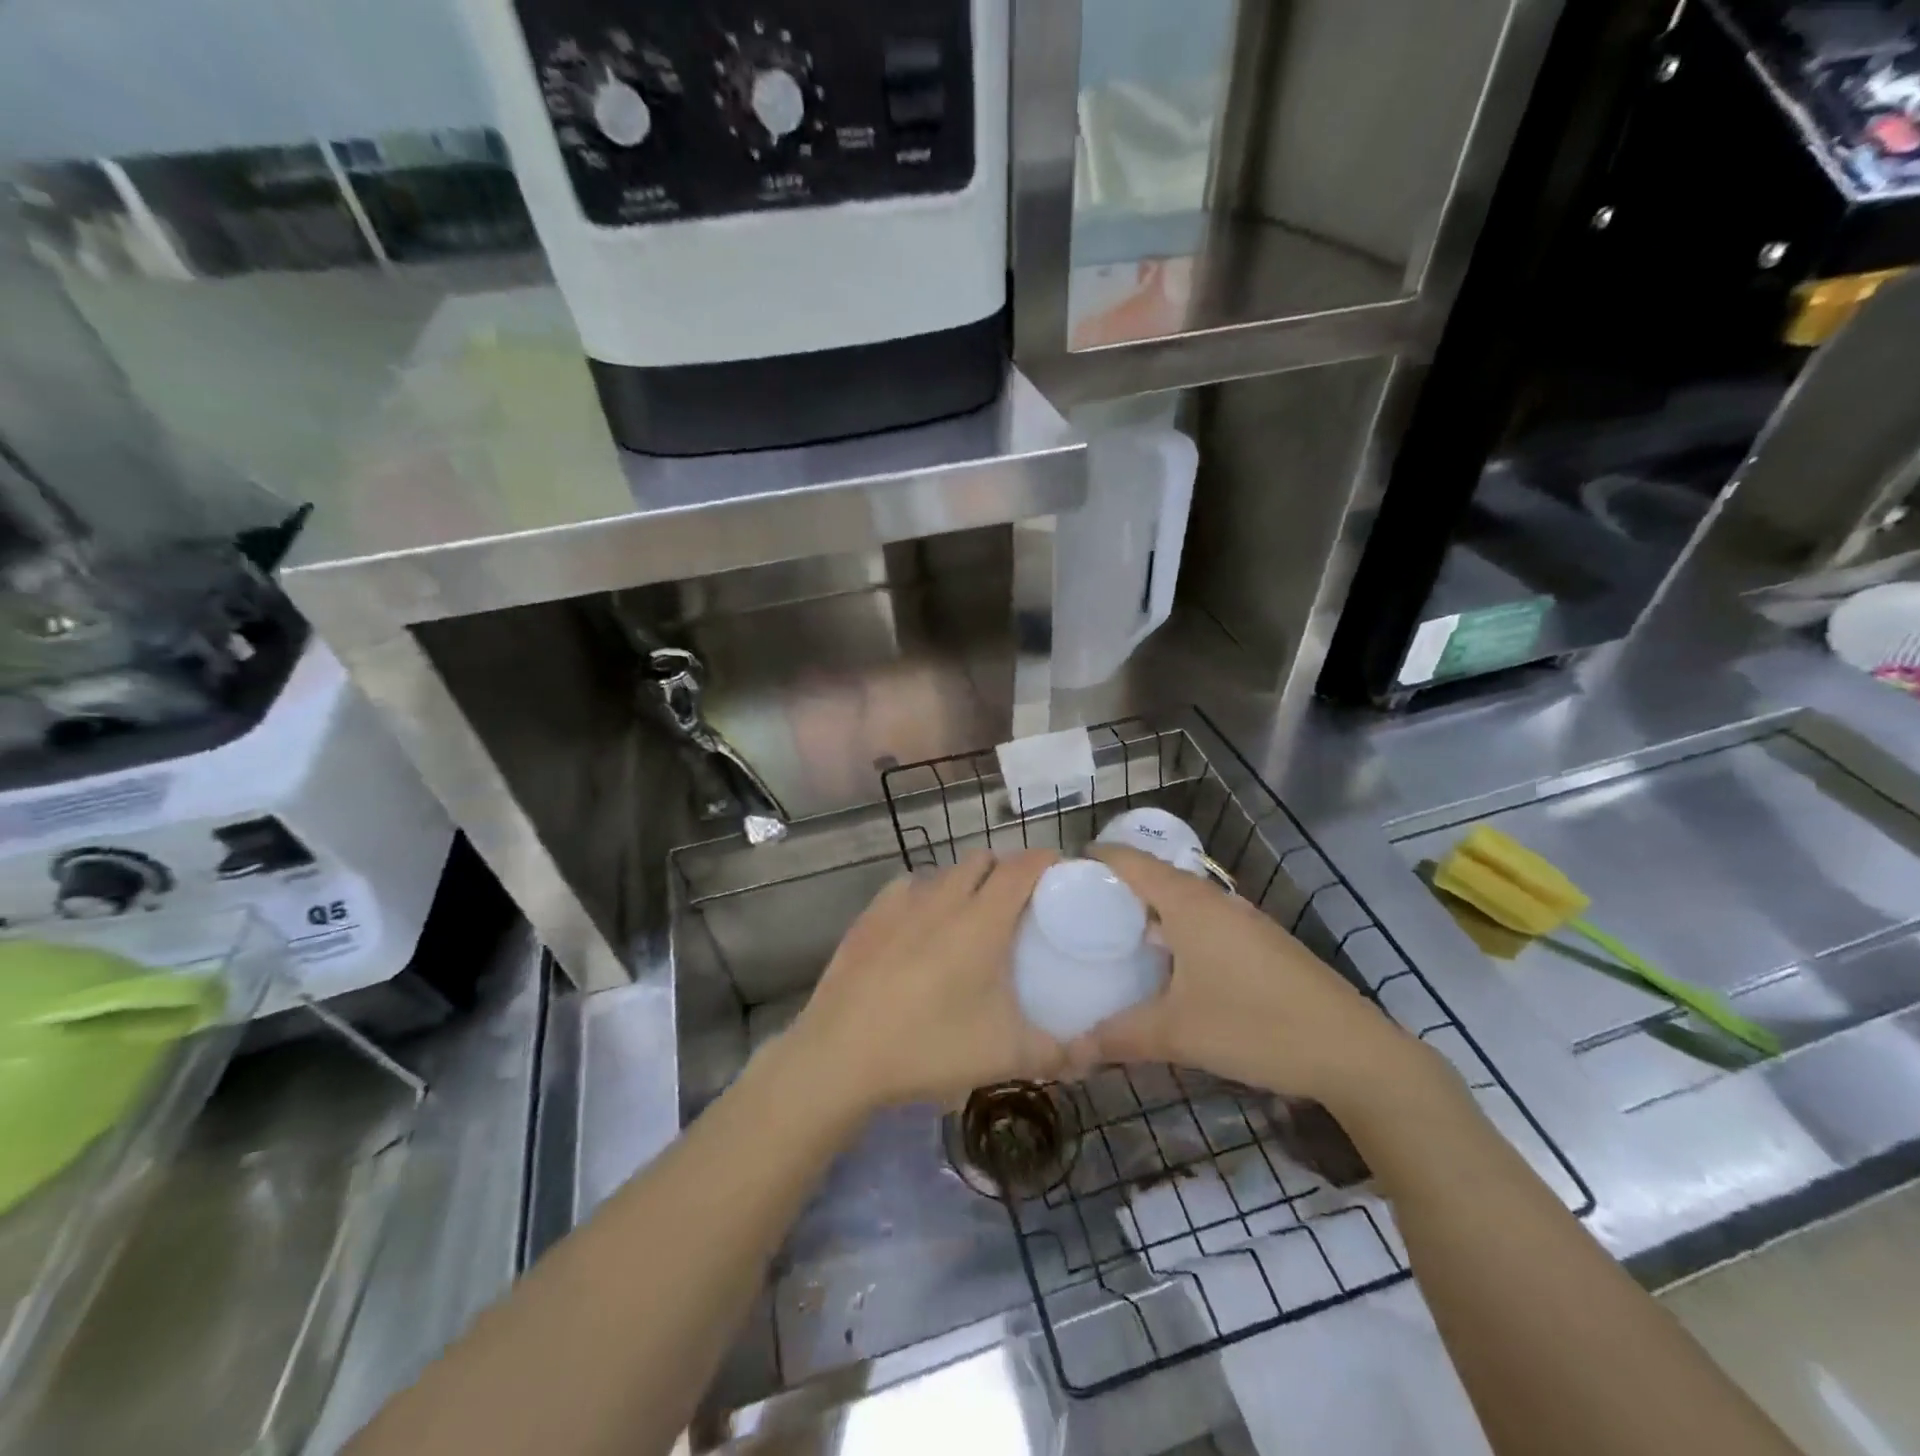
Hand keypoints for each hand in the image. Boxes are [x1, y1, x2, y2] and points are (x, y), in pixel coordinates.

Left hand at [787, 850, 1064, 1114]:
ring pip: (943, 872)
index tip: (1060, 871)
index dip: (1045, 860)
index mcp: (982, 920)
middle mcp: (943, 898)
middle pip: (982, 859)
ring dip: (964, 881)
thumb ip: (1057, 1053)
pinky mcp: (869, 916)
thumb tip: (1091, 1054)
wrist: (841, 1055)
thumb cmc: (930, 1047)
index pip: (1022, 867)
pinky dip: (925, 895)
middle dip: (1005, 869)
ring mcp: (900, 903)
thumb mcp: (1005, 1056)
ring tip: (970, 915)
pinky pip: (907, 887)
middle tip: (1018, 903)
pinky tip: (920, 924)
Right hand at [1076, 846, 1437, 1116]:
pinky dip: (1174, 931)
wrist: (1354, 1053)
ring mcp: (1242, 920)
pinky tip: (1164, 967)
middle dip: (1113, 890)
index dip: (1092, 860)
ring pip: (1180, 902)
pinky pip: (1202, 922)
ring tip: (1111, 939)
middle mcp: (1214, 900)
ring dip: (1146, 913)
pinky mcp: (1260, 943)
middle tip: (1073, 914)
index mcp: (1188, 903)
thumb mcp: (1178, 1034)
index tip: (1057, 876)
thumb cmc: (1256, 1026)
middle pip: (1153, 878)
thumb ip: (1119, 1037)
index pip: (1129, 860)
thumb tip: (1070, 1050)